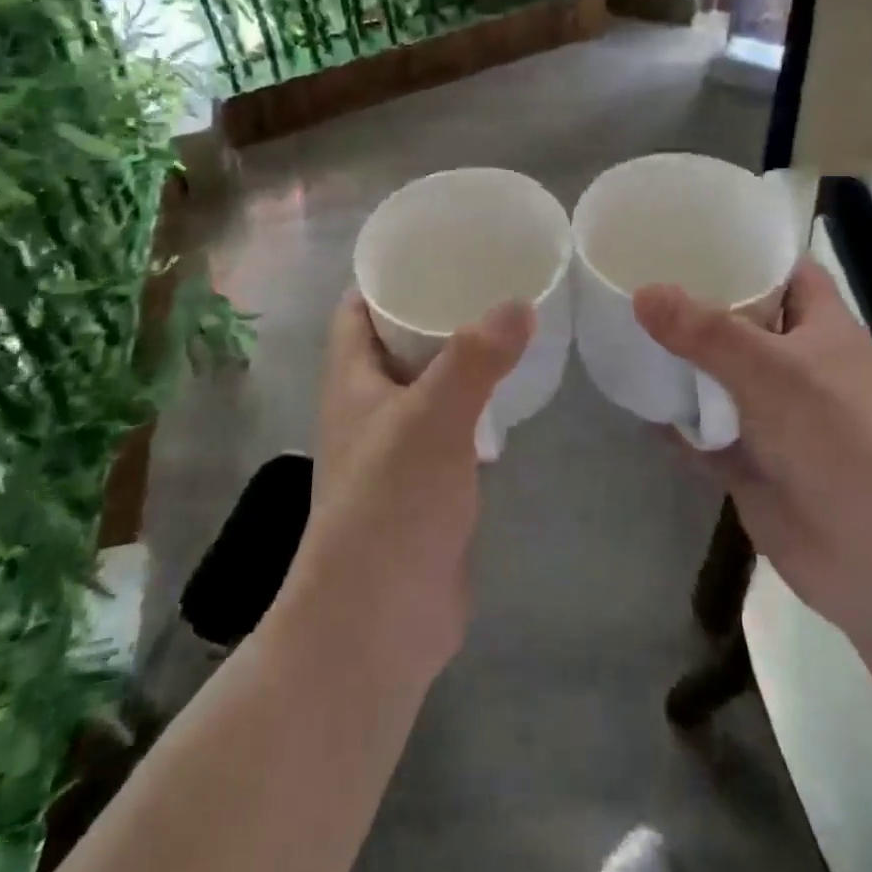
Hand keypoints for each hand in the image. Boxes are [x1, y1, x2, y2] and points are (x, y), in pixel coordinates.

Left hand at [278, 292, 532, 684]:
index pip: (356, 309)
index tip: (434, 248)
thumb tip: (519, 303)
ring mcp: (397, 448)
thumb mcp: (432, 420)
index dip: (386, 276)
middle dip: (434, 310)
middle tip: (489, 279)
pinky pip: (452, 426)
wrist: (378, 623)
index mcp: (351, 380)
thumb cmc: (389, 506)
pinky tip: (512, 393)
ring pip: (428, 384)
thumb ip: (475, 359)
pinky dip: (476, 404)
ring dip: (459, 358)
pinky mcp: (427, 484)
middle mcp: (368, 407)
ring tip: (508, 324)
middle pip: (396, 341)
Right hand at [635, 260, 871, 623]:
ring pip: (716, 376)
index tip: (686, 234)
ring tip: (621, 327)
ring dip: (678, 361)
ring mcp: (770, 414)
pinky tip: (631, 397)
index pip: (783, 270)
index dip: (744, 250)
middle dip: (693, 304)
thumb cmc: (838, 437)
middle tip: (634, 276)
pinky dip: (673, 418)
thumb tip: (641, 293)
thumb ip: (702, 331)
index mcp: (819, 326)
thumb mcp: (769, 369)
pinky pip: (702, 428)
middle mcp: (795, 363)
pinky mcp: (748, 460)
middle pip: (739, 321)